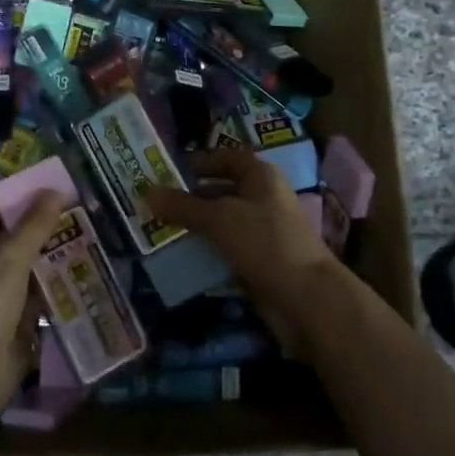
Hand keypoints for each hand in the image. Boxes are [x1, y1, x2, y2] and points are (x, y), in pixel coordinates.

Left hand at [0, 191, 68, 408]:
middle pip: (9, 233)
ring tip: (85, 236)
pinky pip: (34, 293)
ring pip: (24, 263)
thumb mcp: (10, 256)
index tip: (48, 184)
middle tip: (75, 209)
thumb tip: (55, 191)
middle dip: (40, 222)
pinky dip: (53, 283)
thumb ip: (34, 224)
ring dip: (50, 252)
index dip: (16, 191)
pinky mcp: (11, 318)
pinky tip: (79, 273)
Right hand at [143, 148, 343, 350]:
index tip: (171, 170)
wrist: (307, 298)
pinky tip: (182, 257)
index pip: (228, 158)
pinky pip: (228, 250)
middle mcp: (264, 199)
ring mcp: (264, 232)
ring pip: (224, 223)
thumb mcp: (218, 219)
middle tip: (157, 203)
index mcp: (261, 177)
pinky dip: (208, 252)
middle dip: (192, 197)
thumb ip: (183, 206)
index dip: (202, 161)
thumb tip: (147, 191)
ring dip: (197, 227)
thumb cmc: (264, 242)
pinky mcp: (261, 261)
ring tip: (161, 230)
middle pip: (223, 190)